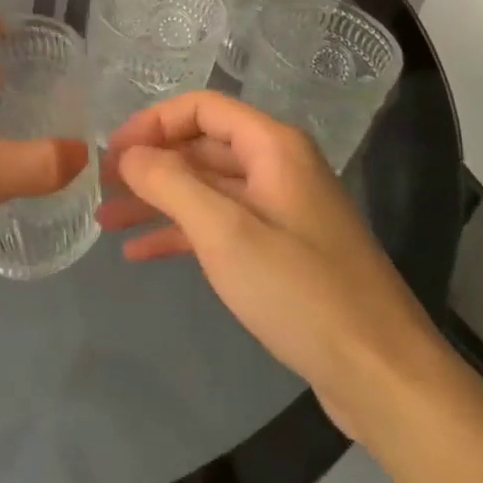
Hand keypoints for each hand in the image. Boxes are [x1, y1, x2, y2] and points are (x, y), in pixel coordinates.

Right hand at [97, 91, 429, 439]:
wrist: (382, 375)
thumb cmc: (300, 292)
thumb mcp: (225, 232)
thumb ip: (170, 183)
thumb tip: (128, 153)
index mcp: (273, 146)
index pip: (201, 107)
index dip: (152, 122)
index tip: (111, 151)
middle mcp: (277, 167)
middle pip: (202, 146)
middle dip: (150, 164)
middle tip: (100, 187)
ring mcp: (280, 210)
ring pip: (207, 189)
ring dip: (158, 200)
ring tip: (107, 220)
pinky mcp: (281, 250)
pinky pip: (221, 225)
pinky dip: (181, 232)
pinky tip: (141, 251)